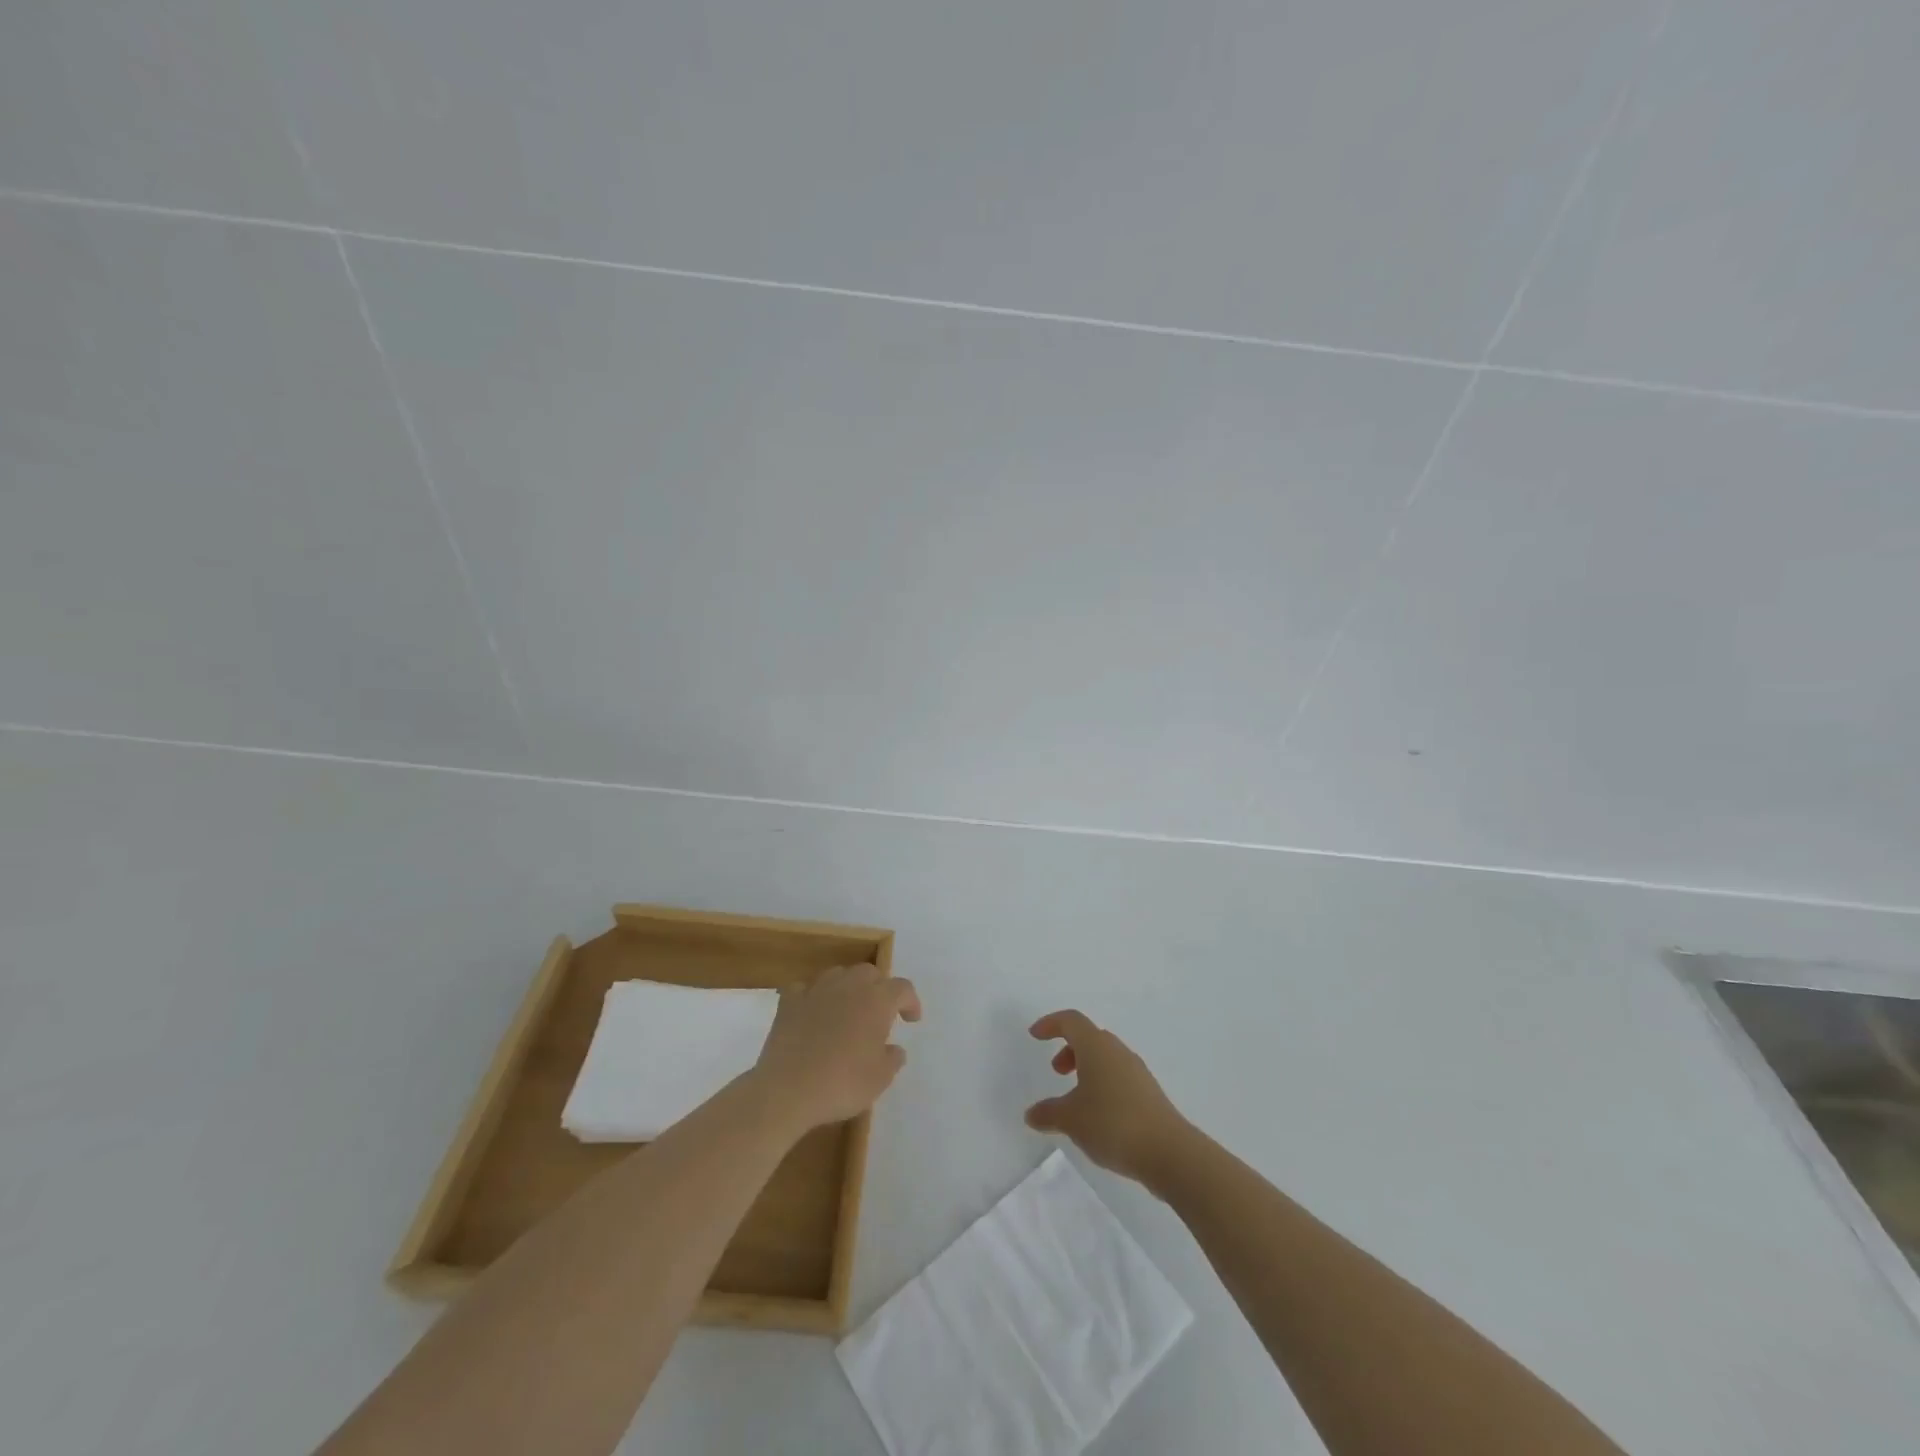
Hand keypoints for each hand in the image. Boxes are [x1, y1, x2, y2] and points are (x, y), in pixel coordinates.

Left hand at [752, 964, 921, 1130]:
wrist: (788, 1089)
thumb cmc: (842, 1083)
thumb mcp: (880, 1079)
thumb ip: (892, 1059)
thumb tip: (894, 1049)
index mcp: (877, 1000)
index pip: (902, 988)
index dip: (911, 1001)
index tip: (911, 1020)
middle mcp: (849, 986)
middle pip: (870, 973)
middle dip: (879, 988)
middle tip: (880, 1013)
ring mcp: (817, 990)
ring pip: (839, 974)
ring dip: (848, 987)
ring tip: (848, 1009)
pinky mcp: (790, 1001)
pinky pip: (806, 988)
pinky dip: (813, 996)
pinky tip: (813, 1010)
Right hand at [1026, 1010, 1189, 1186]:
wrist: (1168, 1152)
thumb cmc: (1112, 1124)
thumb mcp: (1071, 1120)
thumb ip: (1048, 1113)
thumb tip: (1031, 1114)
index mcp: (1096, 1047)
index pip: (1071, 1021)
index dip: (1051, 1024)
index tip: (1035, 1036)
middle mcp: (1118, 1051)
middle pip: (1090, 1037)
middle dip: (1069, 1049)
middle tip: (1057, 1072)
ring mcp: (1137, 1072)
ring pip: (1106, 1058)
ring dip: (1086, 1069)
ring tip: (1075, 1100)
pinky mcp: (1149, 1094)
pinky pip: (1119, 1078)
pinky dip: (1102, 1085)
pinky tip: (1098, 1116)